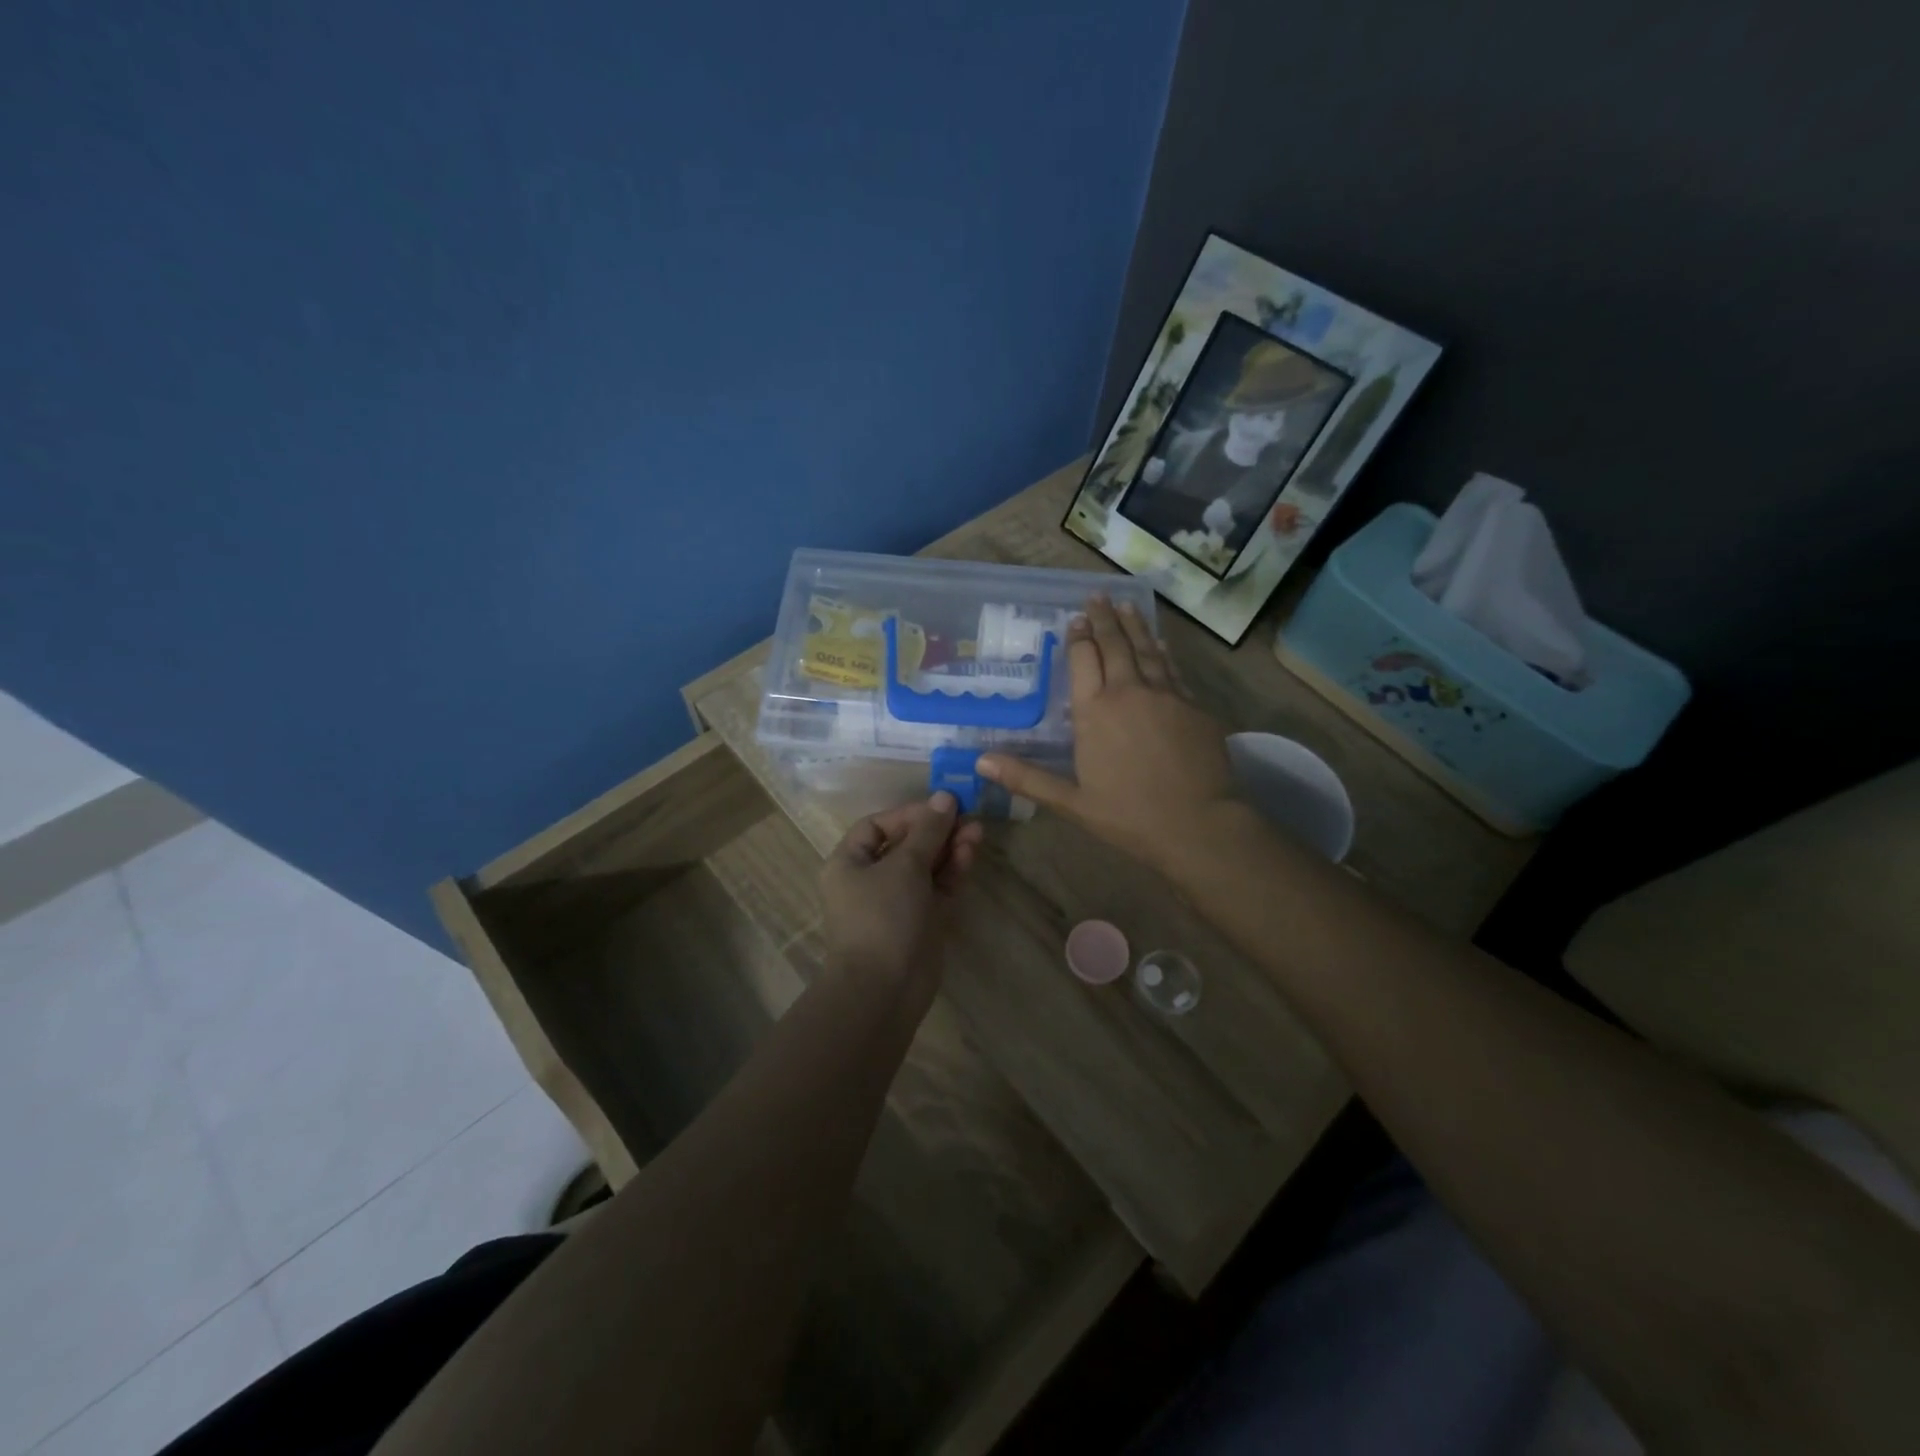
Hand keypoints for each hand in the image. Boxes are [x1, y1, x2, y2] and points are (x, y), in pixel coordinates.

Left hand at [820, 792, 982, 1003]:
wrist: (884, 990)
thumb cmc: (883, 918)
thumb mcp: (904, 866)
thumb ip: (928, 830)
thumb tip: (945, 797)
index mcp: (849, 863)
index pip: (878, 826)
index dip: (910, 814)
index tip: (942, 807)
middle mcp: (870, 879)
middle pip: (906, 844)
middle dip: (937, 830)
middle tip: (969, 817)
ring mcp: (897, 902)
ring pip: (926, 866)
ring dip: (950, 848)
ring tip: (977, 833)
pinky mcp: (921, 921)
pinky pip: (937, 888)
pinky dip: (952, 871)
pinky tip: (971, 853)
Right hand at [977, 596, 1243, 870]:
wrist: (1199, 825)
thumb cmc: (1128, 816)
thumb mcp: (1071, 802)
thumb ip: (1027, 778)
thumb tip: (981, 761)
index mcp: (1095, 711)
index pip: (1084, 659)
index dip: (1078, 637)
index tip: (1075, 619)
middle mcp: (1129, 692)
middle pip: (1115, 644)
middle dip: (1104, 618)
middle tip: (1098, 596)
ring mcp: (1166, 695)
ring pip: (1146, 650)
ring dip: (1134, 625)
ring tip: (1126, 605)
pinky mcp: (1194, 706)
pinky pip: (1172, 670)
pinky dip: (1163, 652)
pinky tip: (1160, 644)